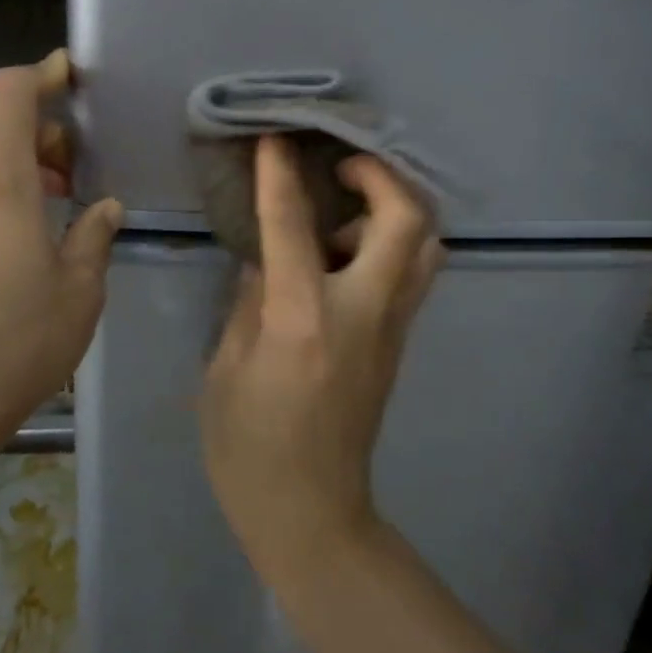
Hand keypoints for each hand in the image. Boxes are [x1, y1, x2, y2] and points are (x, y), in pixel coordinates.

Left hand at [0, 50, 121, 446]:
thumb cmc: (20, 341)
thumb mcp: (80, 289)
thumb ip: (94, 235)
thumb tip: (103, 208)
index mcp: (0, 185)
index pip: (9, 94)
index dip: (41, 74)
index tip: (74, 78)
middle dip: (42, 129)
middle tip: (82, 163)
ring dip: (22, 161)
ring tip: (61, 198)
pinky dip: (1, 188)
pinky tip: (28, 230)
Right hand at [197, 135, 443, 570]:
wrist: (311, 513)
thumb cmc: (249, 448)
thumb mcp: (226, 370)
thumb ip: (251, 302)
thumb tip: (267, 257)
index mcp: (303, 322)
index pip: (295, 228)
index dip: (281, 176)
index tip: (275, 139)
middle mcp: (361, 315)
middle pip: (406, 223)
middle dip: (381, 177)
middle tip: (341, 169)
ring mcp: (391, 330)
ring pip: (425, 247)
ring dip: (394, 210)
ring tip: (346, 209)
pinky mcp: (399, 344)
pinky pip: (411, 275)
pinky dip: (392, 243)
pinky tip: (348, 252)